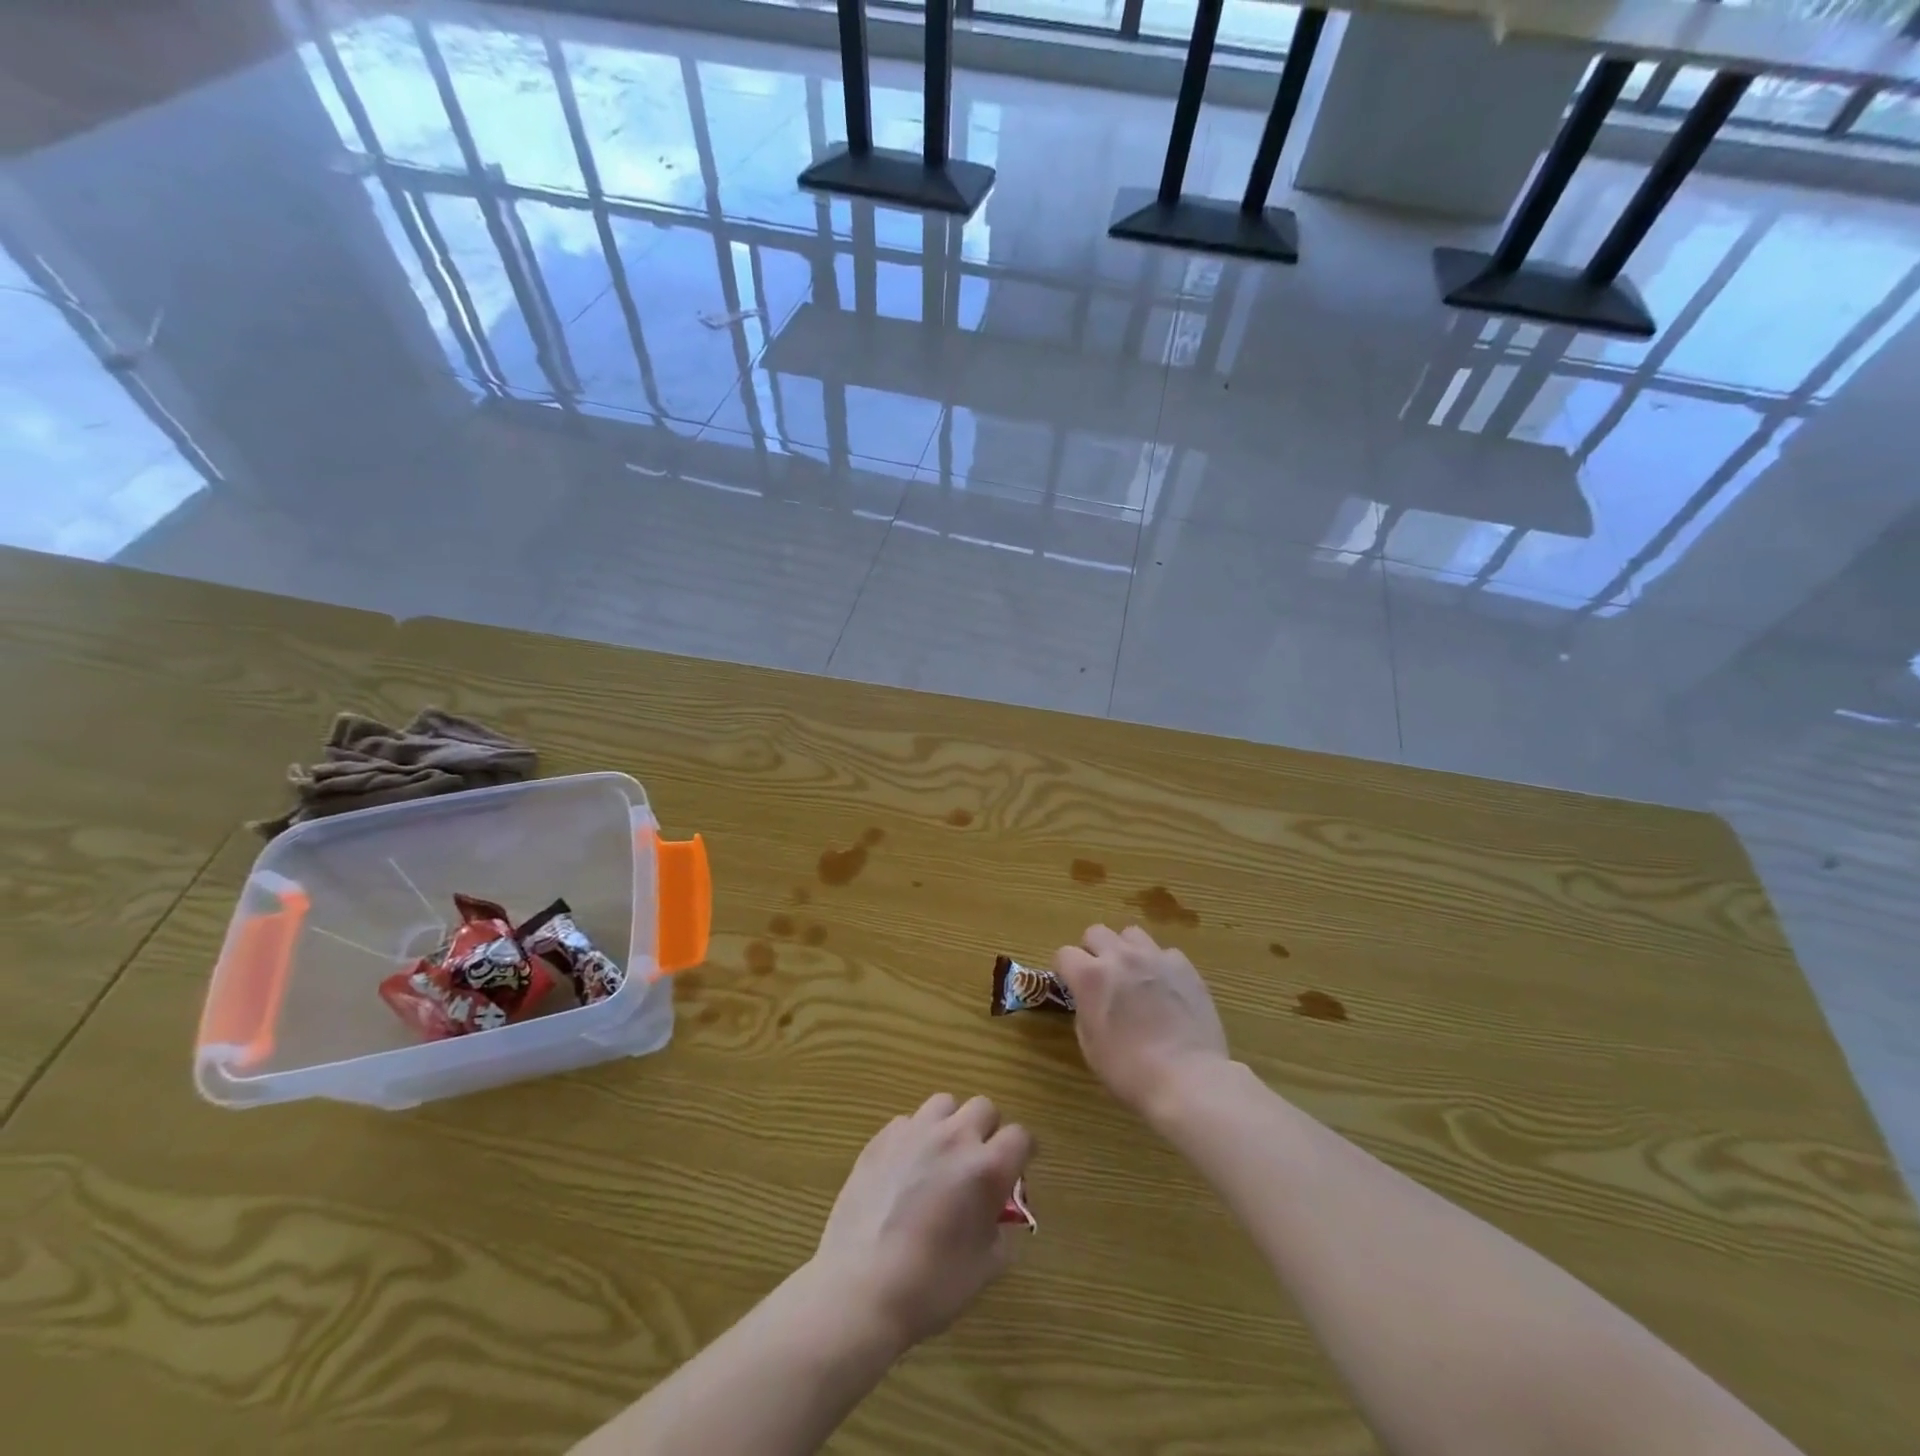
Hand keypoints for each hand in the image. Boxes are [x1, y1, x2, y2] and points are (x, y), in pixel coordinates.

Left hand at [812, 1094, 1032, 1347]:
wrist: (861, 1288)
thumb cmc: (931, 1287)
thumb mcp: (985, 1268)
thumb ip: (1000, 1230)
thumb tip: (997, 1214)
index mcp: (986, 1168)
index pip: (1020, 1136)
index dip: (1023, 1152)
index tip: (1017, 1168)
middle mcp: (954, 1138)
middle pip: (984, 1107)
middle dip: (988, 1130)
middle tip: (978, 1161)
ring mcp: (915, 1132)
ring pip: (945, 1104)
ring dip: (951, 1124)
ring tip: (941, 1156)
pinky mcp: (882, 1137)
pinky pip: (908, 1121)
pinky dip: (915, 1137)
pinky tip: (906, 1168)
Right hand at [1053, 924, 1229, 1120]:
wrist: (1187, 1078)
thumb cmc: (1129, 1070)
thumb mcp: (1090, 1046)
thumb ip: (1085, 1011)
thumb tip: (1090, 1001)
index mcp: (1090, 977)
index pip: (1064, 954)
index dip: (1064, 970)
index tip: (1070, 985)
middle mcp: (1120, 957)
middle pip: (1096, 932)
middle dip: (1092, 950)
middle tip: (1101, 977)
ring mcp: (1155, 958)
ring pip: (1131, 934)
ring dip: (1126, 950)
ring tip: (1134, 975)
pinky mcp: (1184, 967)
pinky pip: (1165, 953)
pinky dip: (1160, 965)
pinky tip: (1165, 987)